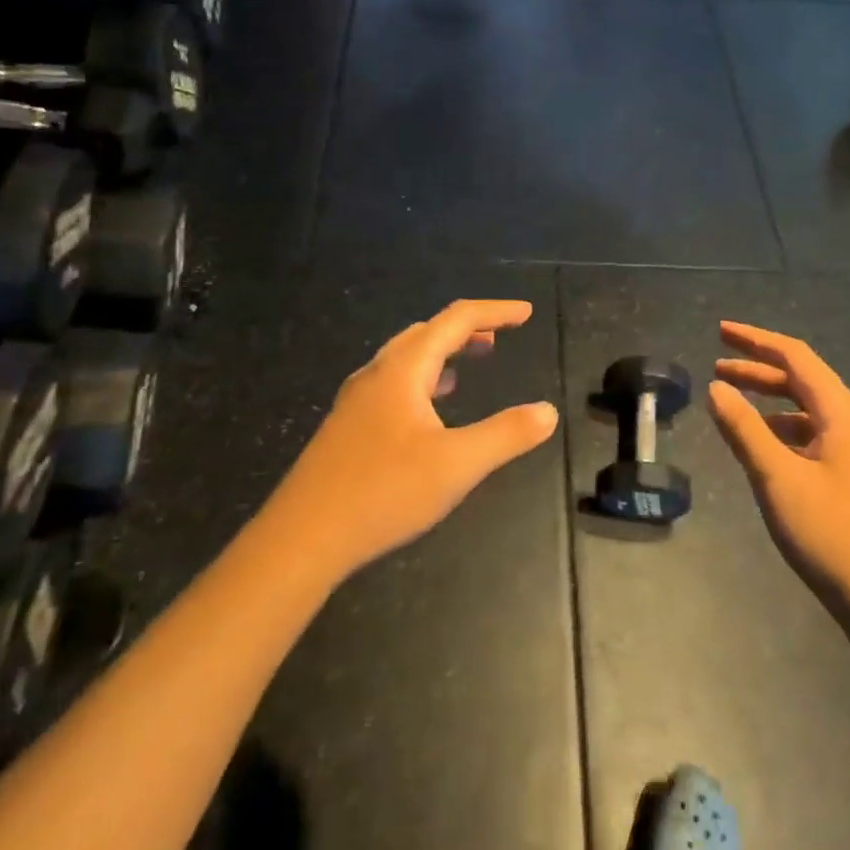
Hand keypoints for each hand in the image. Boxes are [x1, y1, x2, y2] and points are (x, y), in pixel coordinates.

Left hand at [267, 300, 558, 577]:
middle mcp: (378, 372)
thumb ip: (506, 435)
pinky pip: (394, 383)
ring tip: (471, 364)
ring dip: (443, 352)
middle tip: (500, 337)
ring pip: (407, 357)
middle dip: (467, 329)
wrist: (302, 536)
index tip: (526, 313)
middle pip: (428, 332)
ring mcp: (358, 399)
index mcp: (404, 369)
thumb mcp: (456, 465)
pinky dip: (423, 379)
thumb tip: (548, 412)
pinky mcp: (348, 425)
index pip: (456, 320)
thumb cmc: (383, 492)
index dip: (494, 312)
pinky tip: (430, 409)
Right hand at [708, 322, 849, 620]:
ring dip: (773, 403)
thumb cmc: (836, 538)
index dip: (756, 340)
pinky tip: (770, 452)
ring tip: (736, 409)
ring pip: (814, 413)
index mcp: (845, 415)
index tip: (720, 331)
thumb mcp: (778, 480)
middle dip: (760, 371)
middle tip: (718, 369)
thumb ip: (744, 430)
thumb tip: (716, 387)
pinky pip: (822, 438)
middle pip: (805, 382)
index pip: (796, 357)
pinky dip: (790, 432)